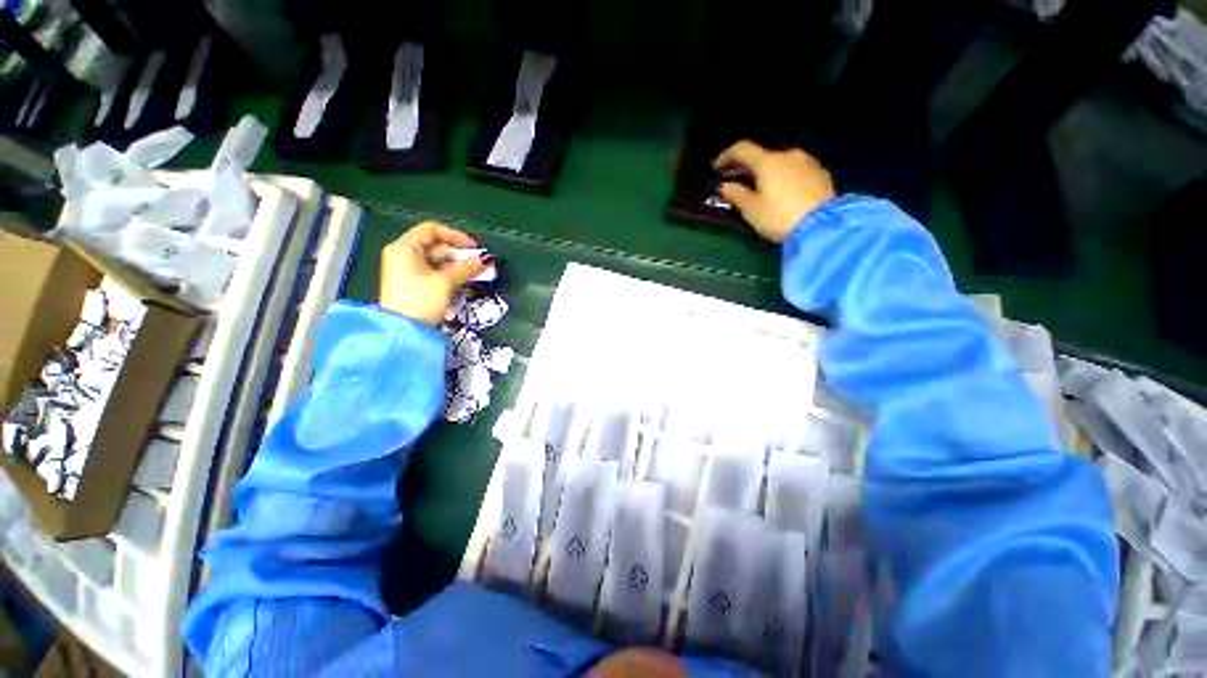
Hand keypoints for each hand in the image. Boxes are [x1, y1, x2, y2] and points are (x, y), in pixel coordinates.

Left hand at [379, 222, 490, 324]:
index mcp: (404, 248)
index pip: (431, 230)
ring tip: (474, 275)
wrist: (404, 330)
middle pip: (435, 246)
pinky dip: (449, 276)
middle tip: (477, 264)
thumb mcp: (444, 282)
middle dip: (458, 254)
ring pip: (437, 261)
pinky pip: (434, 273)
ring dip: (457, 267)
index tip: (473, 247)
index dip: (454, 235)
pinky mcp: (414, 284)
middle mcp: (403, 255)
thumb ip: (465, 269)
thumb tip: (484, 261)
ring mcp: (407, 271)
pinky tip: (463, 283)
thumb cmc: (420, 300)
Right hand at [713, 140, 836, 242]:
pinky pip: (795, 169)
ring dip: (767, 171)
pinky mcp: (820, 173)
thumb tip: (724, 186)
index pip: (742, 149)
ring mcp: (807, 162)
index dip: (726, 156)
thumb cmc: (779, 217)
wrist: (822, 226)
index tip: (716, 168)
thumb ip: (736, 195)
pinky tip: (781, 190)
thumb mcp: (751, 210)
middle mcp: (788, 155)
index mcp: (767, 161)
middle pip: (762, 155)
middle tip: (736, 179)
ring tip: (760, 186)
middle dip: (746, 166)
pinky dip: (783, 176)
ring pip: (780, 162)